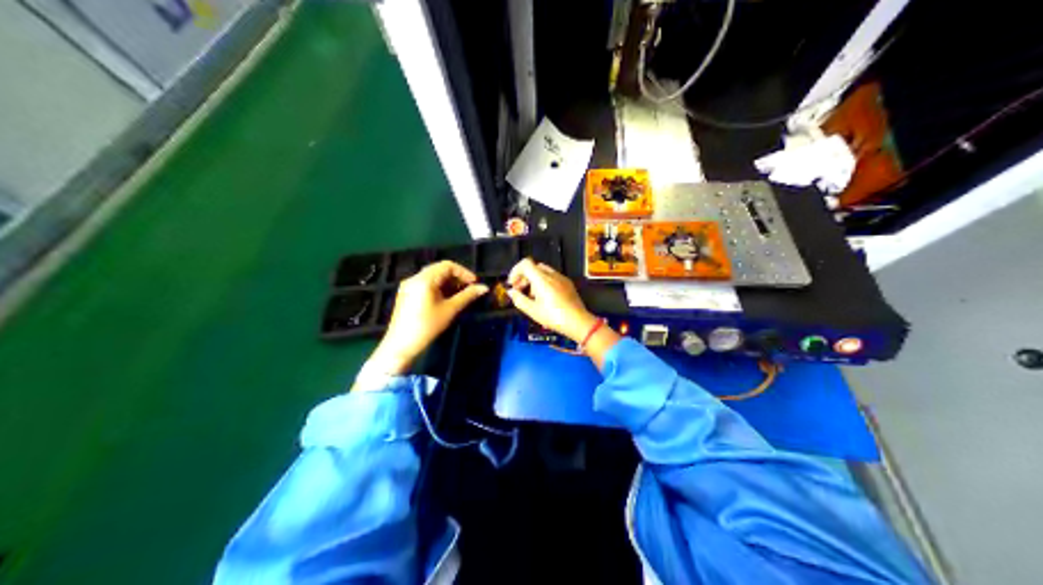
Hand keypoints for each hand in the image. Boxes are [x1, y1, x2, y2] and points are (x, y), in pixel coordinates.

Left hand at [367, 259, 486, 374]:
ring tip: (458, 296)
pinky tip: (444, 300)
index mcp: (424, 279)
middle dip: (455, 278)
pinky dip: (436, 288)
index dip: (463, 272)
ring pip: (431, 277)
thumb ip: (467, 296)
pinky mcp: (405, 294)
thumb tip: (484, 288)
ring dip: (446, 283)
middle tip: (468, 289)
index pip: (447, 265)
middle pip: (438, 269)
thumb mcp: (450, 310)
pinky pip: (424, 284)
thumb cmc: (428, 326)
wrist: (402, 345)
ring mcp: (408, 286)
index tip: (474, 283)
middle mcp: (414, 278)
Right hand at [503, 256, 593, 341]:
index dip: (515, 271)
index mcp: (542, 279)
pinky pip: (552, 277)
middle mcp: (552, 275)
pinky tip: (545, 298)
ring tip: (532, 297)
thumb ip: (519, 299)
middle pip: (533, 267)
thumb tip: (511, 292)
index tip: (512, 283)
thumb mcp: (532, 311)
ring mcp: (561, 278)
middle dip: (524, 277)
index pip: (525, 263)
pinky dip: (544, 282)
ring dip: (533, 280)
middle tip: (519, 291)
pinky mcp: (568, 283)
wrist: (578, 322)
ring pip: (543, 272)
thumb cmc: (554, 317)